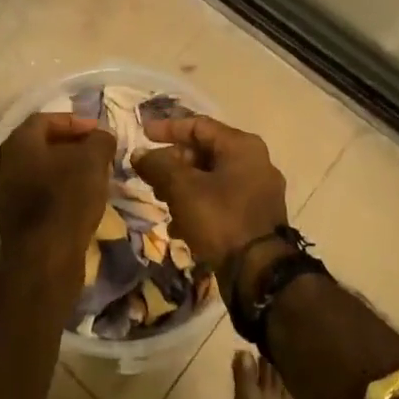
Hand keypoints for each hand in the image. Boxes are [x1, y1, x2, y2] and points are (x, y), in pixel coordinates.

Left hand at [0, 113, 116, 285]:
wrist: (44, 259)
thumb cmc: (66, 199)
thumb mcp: (93, 161)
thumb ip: (99, 141)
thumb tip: (102, 136)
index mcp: (18, 144)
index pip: (44, 119)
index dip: (73, 121)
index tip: (98, 131)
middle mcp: (5, 166)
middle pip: (40, 146)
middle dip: (70, 146)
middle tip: (97, 153)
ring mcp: (5, 197)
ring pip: (39, 173)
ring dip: (65, 171)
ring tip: (93, 178)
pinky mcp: (13, 223)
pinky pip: (37, 197)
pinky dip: (58, 194)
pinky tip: (80, 203)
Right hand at [135, 116, 286, 274]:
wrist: (259, 273)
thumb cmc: (221, 219)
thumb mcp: (182, 189)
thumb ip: (158, 166)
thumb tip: (139, 154)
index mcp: (242, 147)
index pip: (198, 125)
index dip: (167, 128)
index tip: (142, 135)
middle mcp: (255, 162)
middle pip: (205, 152)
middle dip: (173, 163)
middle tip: (150, 175)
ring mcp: (258, 191)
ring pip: (211, 178)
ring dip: (182, 186)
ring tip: (161, 201)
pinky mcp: (256, 217)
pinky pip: (221, 200)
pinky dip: (198, 205)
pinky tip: (179, 226)